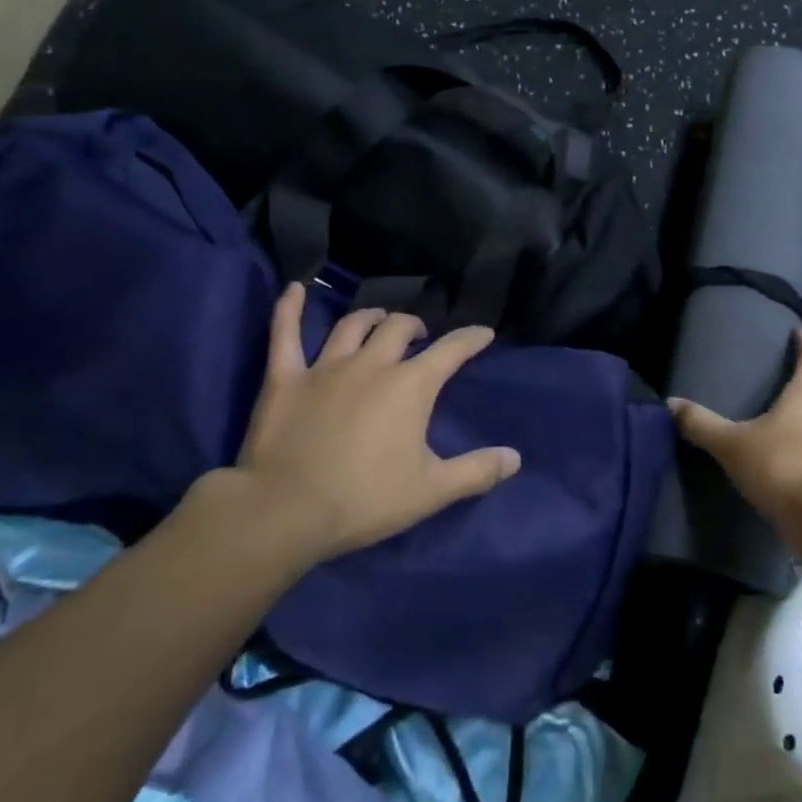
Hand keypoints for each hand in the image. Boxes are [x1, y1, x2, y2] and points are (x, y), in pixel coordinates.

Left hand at [216, 282, 521, 566]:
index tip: (483, 333)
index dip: (470, 338)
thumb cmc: (364, 500)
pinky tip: (294, 289)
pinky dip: (289, 309)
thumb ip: (477, 471)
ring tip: (379, 320)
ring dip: (371, 318)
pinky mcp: (285, 378)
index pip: (451, 350)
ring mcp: (326, 367)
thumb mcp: (431, 491)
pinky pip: (285, 333)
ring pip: (352, 325)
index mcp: (410, 386)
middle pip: (399, 328)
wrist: (286, 512)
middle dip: (415, 327)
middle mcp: (372, 364)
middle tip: (420, 337)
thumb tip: (515, 458)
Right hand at [669, 329, 801, 531]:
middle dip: (796, 390)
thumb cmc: (781, 466)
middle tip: (772, 388)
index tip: (800, 333)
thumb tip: (670, 403)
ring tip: (769, 429)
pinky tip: (776, 467)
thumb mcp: (732, 444)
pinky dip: (797, 456)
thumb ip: (702, 425)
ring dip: (796, 426)